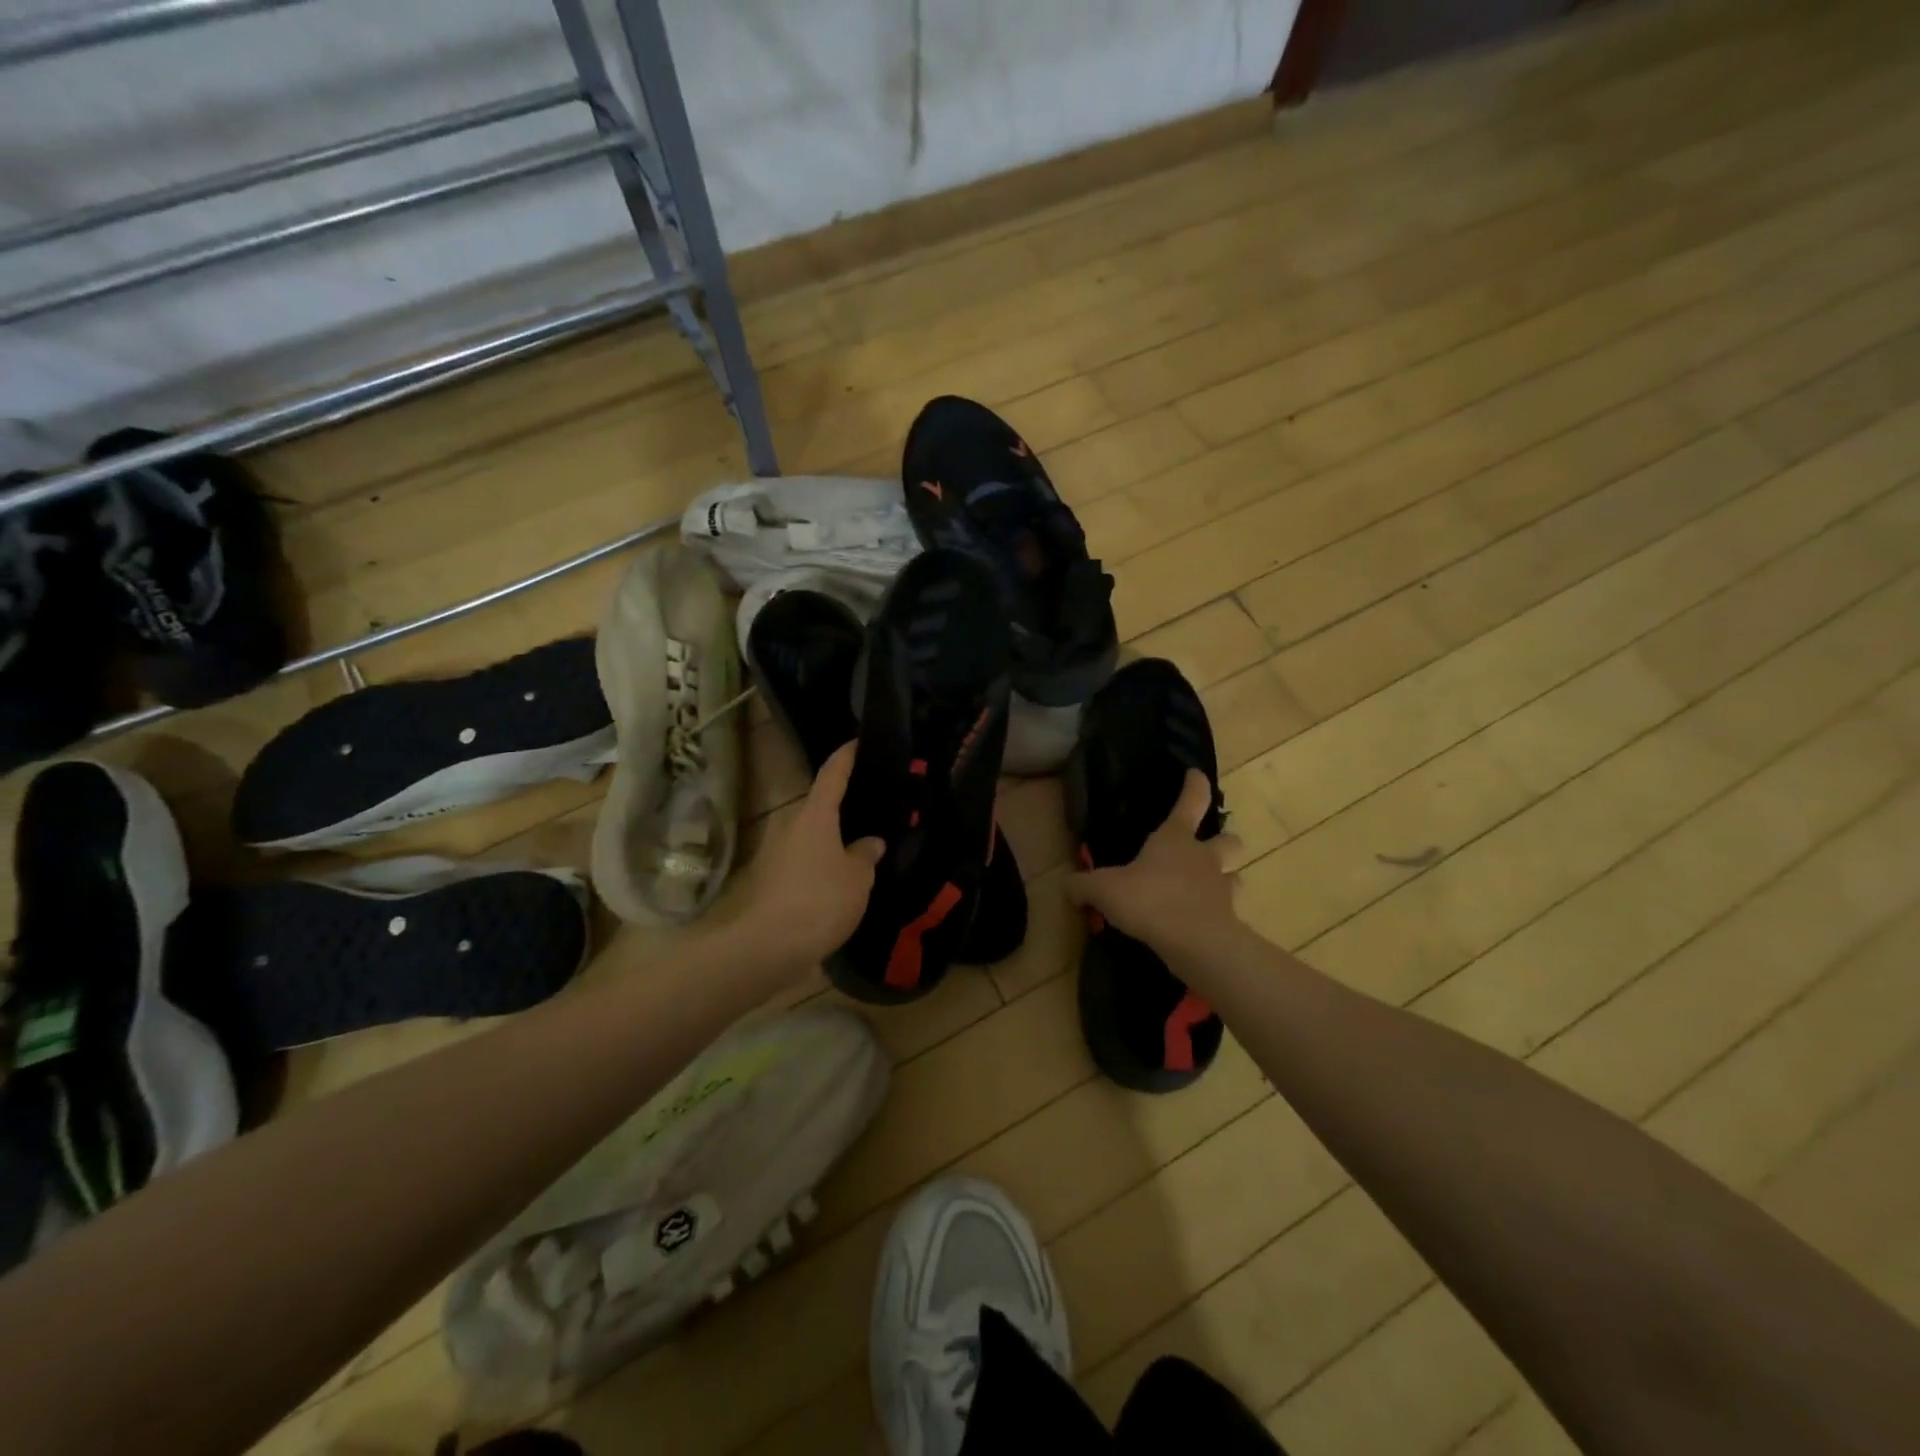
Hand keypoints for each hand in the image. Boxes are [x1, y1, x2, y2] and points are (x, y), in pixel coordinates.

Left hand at [734, 741, 884, 979]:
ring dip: (836, 839)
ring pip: (814, 836)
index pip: (833, 773)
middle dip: (846, 805)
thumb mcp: (857, 878)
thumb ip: (866, 855)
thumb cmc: (819, 901)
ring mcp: (778, 854)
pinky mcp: (774, 882)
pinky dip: (825, 864)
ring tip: (866, 846)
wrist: (767, 948)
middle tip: (875, 805)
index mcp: (815, 815)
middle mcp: (792, 826)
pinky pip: (807, 862)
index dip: (847, 755)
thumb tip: (870, 842)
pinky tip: (844, 880)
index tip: (859, 741)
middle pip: (821, 806)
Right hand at [1065, 769, 1242, 961]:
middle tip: (1210, 847)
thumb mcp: (1104, 890)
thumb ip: (1083, 886)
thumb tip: (1067, 886)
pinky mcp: (1228, 920)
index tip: (1196, 774)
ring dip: (1226, 878)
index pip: (1191, 801)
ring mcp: (1221, 889)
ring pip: (1235, 876)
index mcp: (1175, 839)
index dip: (1195, 785)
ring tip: (1207, 888)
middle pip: (1228, 840)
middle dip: (1224, 840)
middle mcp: (1203, 858)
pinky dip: (1217, 915)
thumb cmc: (1150, 900)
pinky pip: (1227, 912)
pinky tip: (1199, 923)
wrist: (1196, 943)